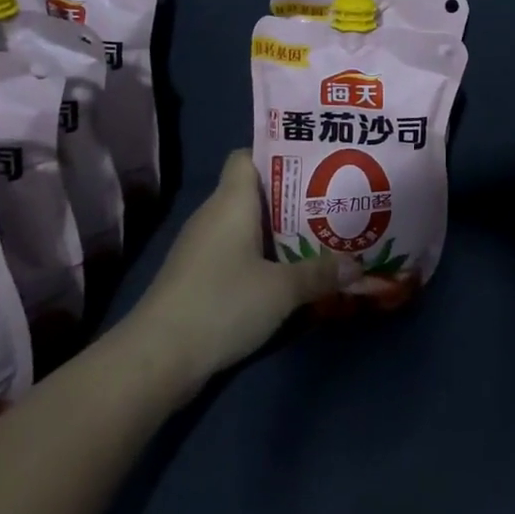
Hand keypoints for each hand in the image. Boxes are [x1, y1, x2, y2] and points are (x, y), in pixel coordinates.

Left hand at [128, 151, 353, 383]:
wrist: (157, 358)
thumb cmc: (222, 304)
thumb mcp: (282, 290)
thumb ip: (320, 273)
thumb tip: (357, 265)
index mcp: (231, 202)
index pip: (248, 156)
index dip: (278, 156)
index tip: (315, 165)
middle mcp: (214, 216)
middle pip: (255, 192)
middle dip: (293, 198)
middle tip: (333, 202)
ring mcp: (202, 248)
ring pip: (247, 226)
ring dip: (280, 231)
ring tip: (321, 235)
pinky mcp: (198, 277)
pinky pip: (238, 253)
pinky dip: (263, 257)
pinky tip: (289, 272)